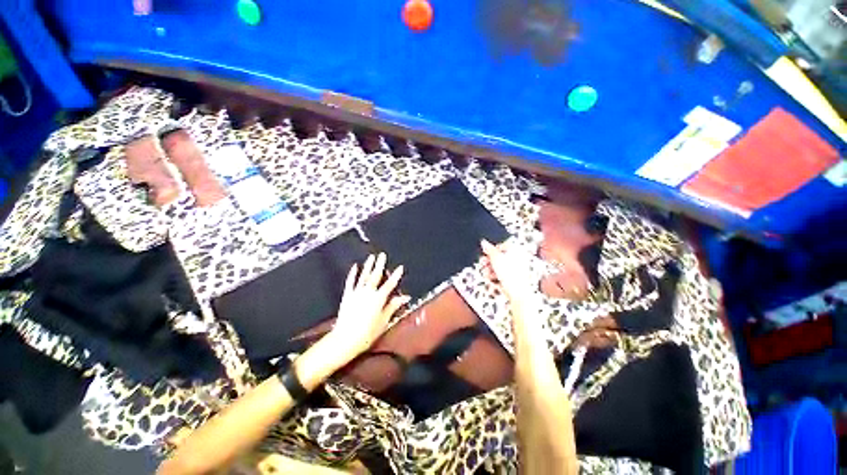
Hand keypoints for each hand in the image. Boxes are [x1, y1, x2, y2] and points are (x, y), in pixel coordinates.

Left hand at [328, 253, 409, 362]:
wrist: (345, 340)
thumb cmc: (367, 333)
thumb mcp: (384, 321)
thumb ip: (393, 306)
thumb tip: (404, 297)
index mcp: (378, 299)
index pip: (390, 284)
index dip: (396, 275)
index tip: (400, 267)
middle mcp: (368, 293)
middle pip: (376, 275)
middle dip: (380, 264)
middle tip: (382, 255)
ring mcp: (356, 293)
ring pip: (364, 276)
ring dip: (368, 266)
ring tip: (371, 257)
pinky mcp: (347, 296)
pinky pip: (351, 282)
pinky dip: (353, 274)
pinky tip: (355, 267)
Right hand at [481, 240, 534, 301]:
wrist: (518, 292)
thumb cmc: (510, 274)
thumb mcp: (496, 258)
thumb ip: (489, 249)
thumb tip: (484, 243)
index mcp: (516, 250)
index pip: (502, 245)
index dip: (491, 249)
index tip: (485, 253)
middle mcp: (518, 258)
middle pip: (500, 256)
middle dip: (489, 261)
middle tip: (483, 263)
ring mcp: (517, 269)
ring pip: (500, 266)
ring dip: (490, 269)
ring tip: (486, 273)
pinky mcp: (514, 278)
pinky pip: (502, 274)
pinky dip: (495, 275)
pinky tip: (490, 278)